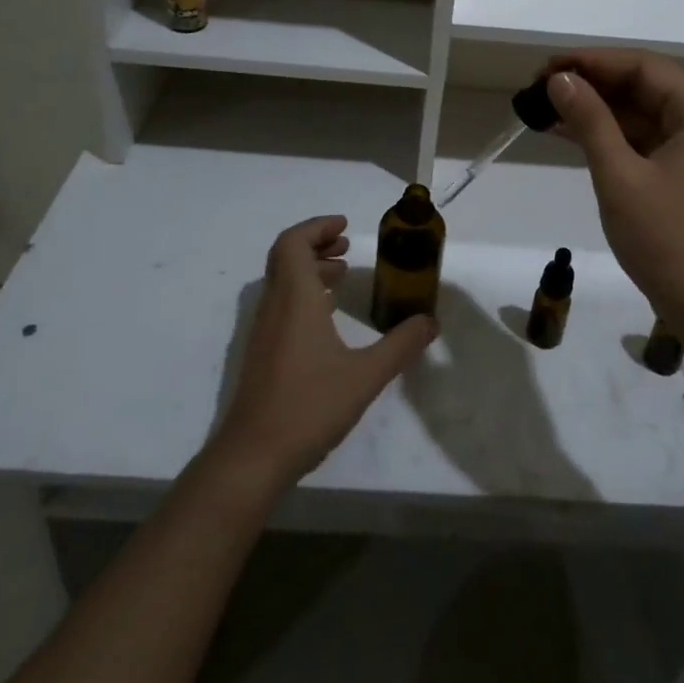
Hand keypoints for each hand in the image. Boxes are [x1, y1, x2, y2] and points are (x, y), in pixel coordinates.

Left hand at [210, 215, 436, 492]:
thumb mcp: (366, 376)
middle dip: (315, 243)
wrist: (253, 456)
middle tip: (346, 245)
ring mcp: (263, 330)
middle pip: (286, 255)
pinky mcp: (261, 352)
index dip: (317, 227)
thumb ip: (401, 346)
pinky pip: (280, 303)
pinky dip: (302, 293)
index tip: (345, 226)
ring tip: (341, 275)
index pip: (293, 242)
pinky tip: (326, 317)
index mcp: (296, 298)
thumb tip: (430, 322)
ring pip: (282, 280)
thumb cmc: (309, 407)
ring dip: (309, 268)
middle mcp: (275, 305)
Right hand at [543, 51, 683, 331]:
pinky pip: (643, 141)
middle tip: (540, 88)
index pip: (642, 67)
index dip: (592, 61)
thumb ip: (590, 121)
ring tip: (544, 108)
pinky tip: (568, 135)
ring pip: (640, 115)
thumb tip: (560, 80)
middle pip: (642, 87)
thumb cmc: (669, 240)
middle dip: (591, 84)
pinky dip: (608, 137)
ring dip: (595, 111)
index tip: (547, 68)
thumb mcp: (620, 176)